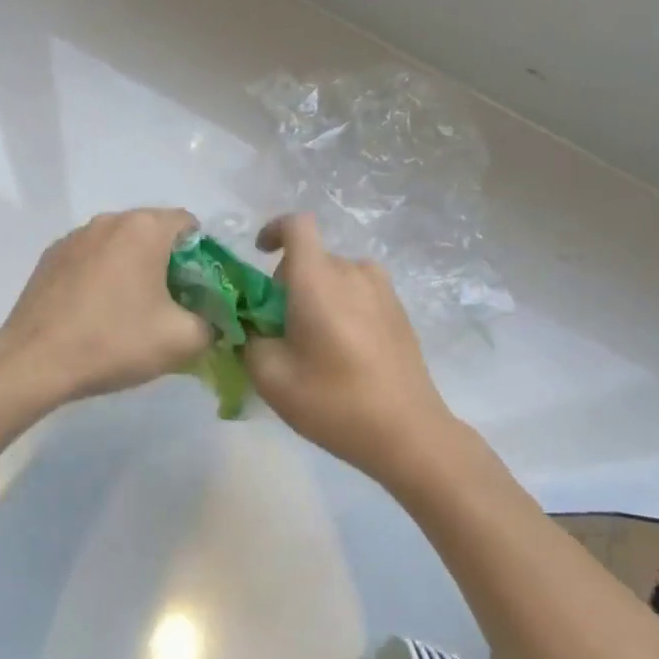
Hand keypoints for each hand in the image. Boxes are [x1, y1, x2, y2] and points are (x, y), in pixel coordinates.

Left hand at [0, 208, 213, 405]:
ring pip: (120, 244)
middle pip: (154, 231)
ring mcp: (74, 236)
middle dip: (168, 262)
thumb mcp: (181, 341)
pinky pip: (91, 257)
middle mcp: (109, 220)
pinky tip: (96, 311)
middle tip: (171, 303)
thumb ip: (211, 324)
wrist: (34, 362)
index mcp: (144, 228)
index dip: (202, 255)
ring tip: (131, 309)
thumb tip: (210, 320)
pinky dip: (102, 275)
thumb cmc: (114, 341)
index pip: (189, 224)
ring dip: (133, 267)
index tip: (198, 289)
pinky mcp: (50, 256)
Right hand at [243, 214, 458, 485]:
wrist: (409, 433)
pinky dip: (342, 306)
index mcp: (319, 279)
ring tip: (313, 342)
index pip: (297, 224)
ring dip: (317, 295)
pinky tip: (344, 351)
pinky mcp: (399, 310)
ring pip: (336, 276)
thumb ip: (249, 339)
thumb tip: (250, 324)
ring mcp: (382, 289)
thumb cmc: (334, 402)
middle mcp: (353, 271)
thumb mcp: (271, 377)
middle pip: (312, 257)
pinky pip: (359, 292)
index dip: (273, 230)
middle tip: (279, 328)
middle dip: (289, 282)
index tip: (260, 254)